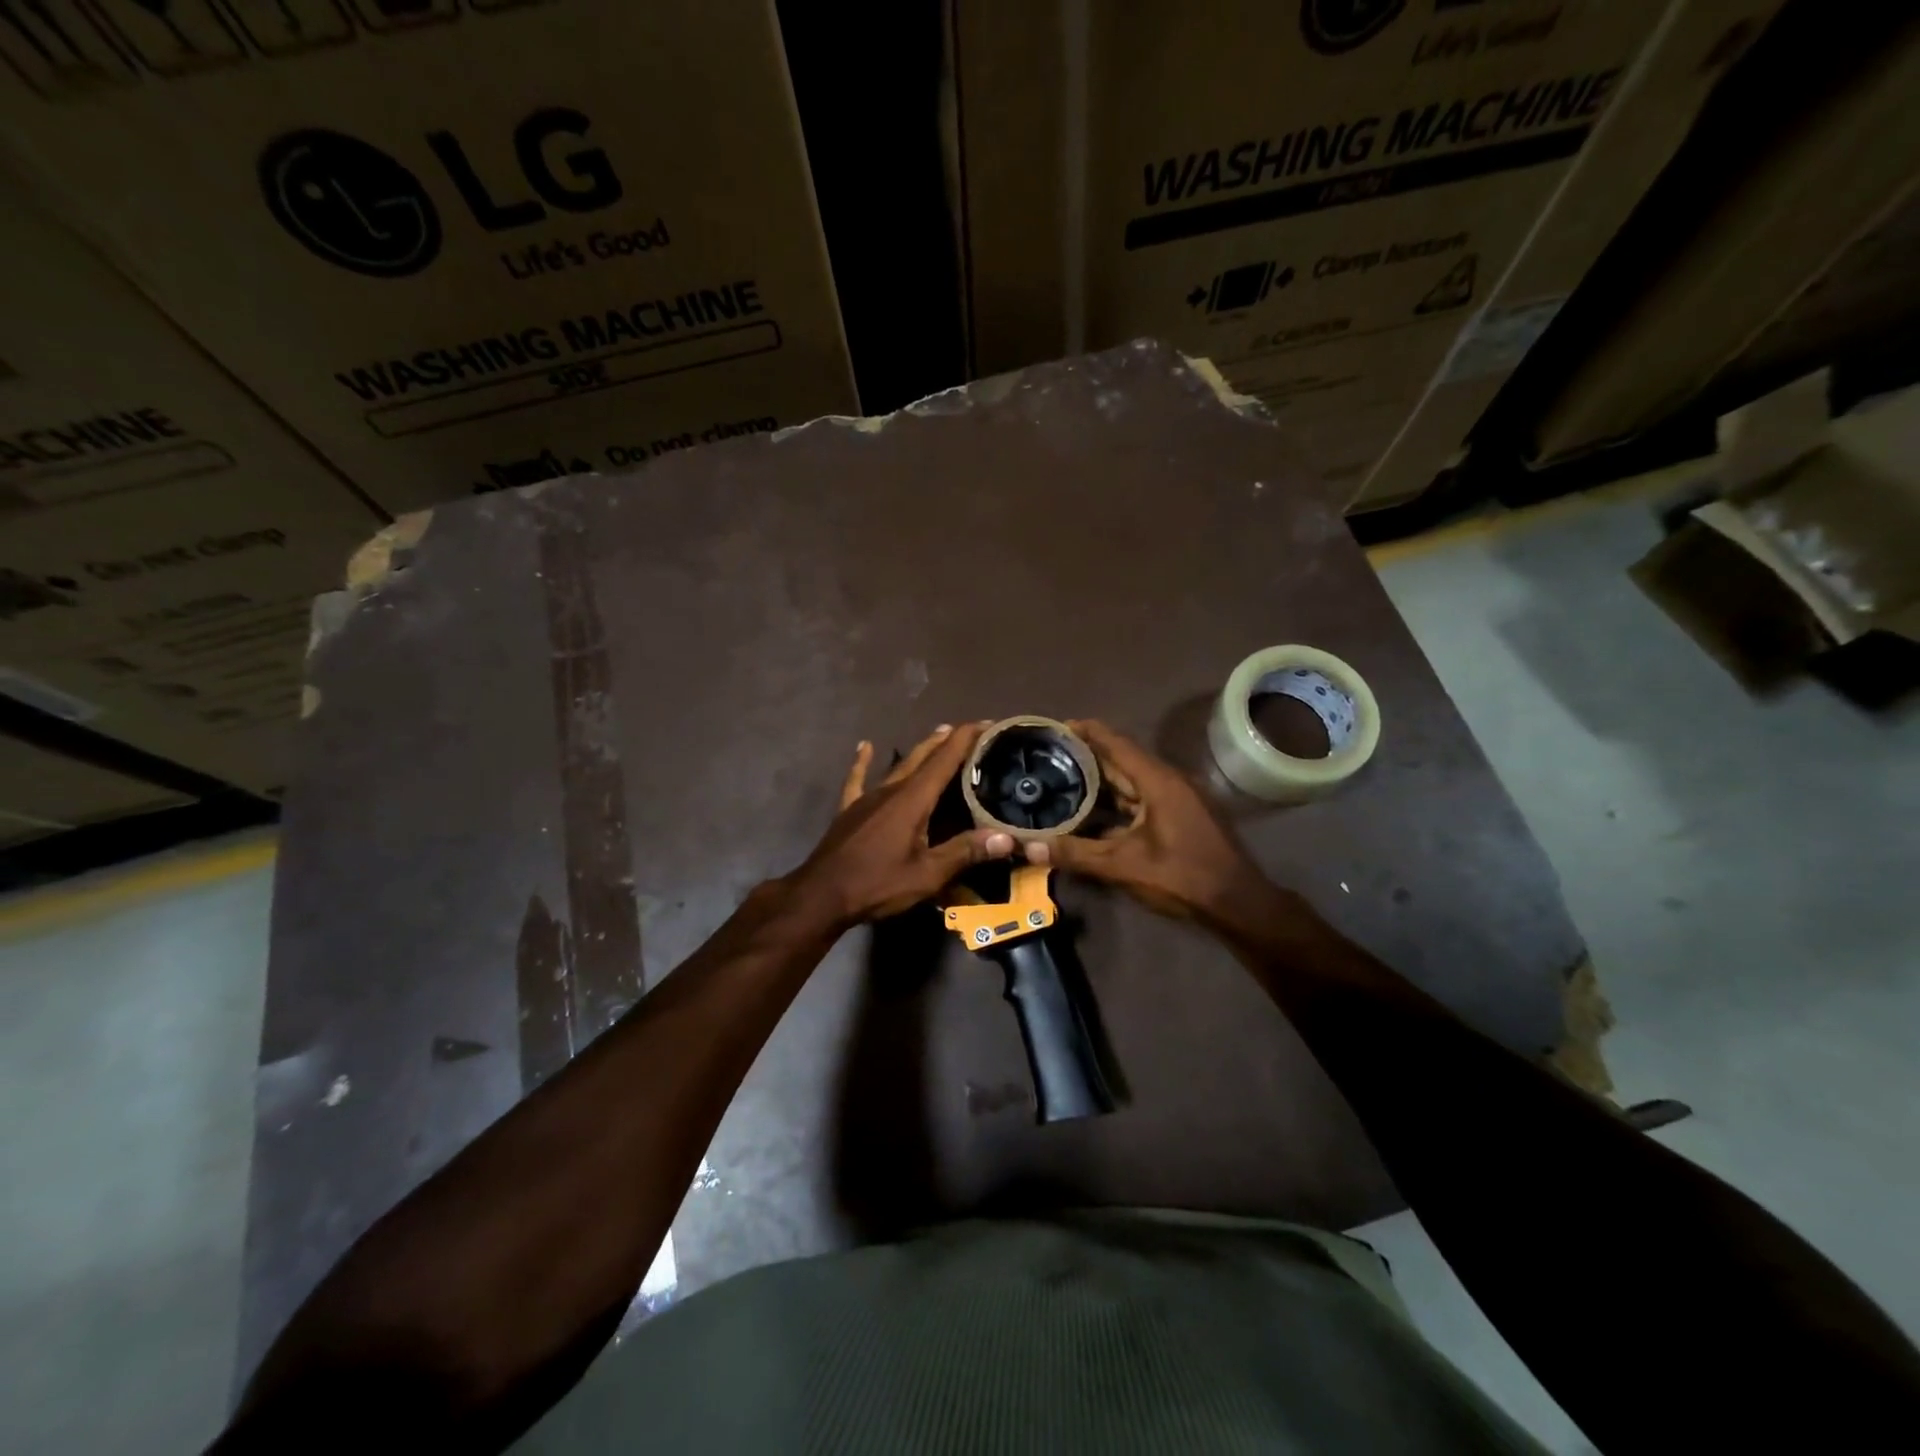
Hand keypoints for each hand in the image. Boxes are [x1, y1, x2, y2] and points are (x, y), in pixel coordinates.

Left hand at [784, 722, 1014, 927]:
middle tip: (969, 730)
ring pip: (898, 765)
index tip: (988, 723)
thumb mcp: (927, 875)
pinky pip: (858, 779)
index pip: (945, 759)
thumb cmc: (876, 885)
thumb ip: (965, 852)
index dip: (967, 739)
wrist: (821, 896)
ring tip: (937, 735)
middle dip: (947, 741)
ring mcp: (867, 798)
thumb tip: (1006, 837)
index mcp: (912, 800)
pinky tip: (864, 746)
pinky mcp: (849, 810)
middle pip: (923, 757)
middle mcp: (891, 790)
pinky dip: (863, 762)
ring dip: (920, 750)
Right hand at [1025, 719, 1281, 927]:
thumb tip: (1029, 846)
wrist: (1238, 904)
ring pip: (1132, 781)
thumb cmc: (1182, 878)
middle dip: (1087, 756)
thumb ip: (1076, 853)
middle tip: (1050, 755)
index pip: (1116, 743)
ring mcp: (1178, 798)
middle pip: (1122, 760)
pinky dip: (1116, 801)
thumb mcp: (1124, 866)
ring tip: (1063, 780)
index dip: (1087, 731)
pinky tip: (1093, 813)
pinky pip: (1141, 798)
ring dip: (1101, 781)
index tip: (1057, 725)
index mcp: (1158, 781)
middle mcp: (1169, 781)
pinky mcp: (1181, 815)